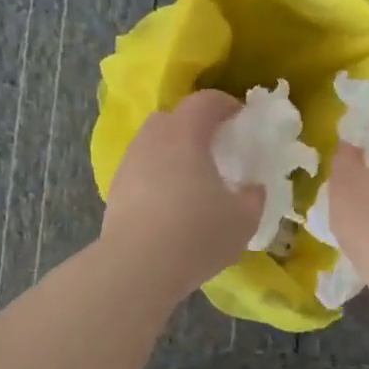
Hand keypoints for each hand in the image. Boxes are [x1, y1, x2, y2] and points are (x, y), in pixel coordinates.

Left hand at [100, 89, 265, 301]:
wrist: (137, 267)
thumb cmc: (197, 234)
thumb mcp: (243, 219)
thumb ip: (253, 198)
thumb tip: (253, 188)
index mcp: (186, 134)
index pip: (204, 101)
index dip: (225, 104)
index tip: (240, 117)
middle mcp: (153, 140)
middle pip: (172, 118)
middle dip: (194, 125)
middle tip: (214, 147)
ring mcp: (129, 164)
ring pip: (152, 144)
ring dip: (172, 152)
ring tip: (191, 179)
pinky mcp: (115, 190)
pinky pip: (141, 170)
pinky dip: (157, 177)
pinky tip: (170, 203)